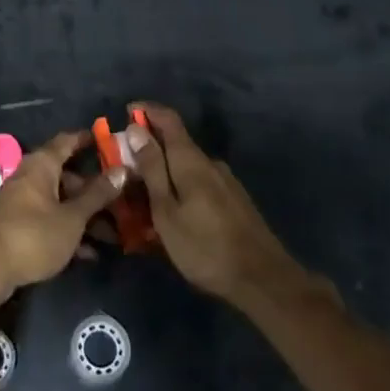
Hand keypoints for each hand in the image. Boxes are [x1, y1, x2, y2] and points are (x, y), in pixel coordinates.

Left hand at [0, 130, 126, 303]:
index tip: (108, 141)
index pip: (67, 141)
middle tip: (122, 203)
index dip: (87, 140)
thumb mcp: (72, 217)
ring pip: (60, 201)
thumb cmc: (32, 234)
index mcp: (41, 165)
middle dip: (94, 191)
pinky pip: (49, 221)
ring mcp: (21, 202)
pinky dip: (67, 231)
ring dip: (84, 216)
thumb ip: (97, 195)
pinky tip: (89, 254)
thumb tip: (122, 170)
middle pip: (66, 176)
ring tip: (113, 235)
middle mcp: (30, 177)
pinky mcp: (17, 226)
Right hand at [124, 103, 313, 307]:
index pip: (168, 119)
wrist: (262, 279)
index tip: (127, 112)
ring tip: (146, 193)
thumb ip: (152, 169)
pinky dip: (181, 185)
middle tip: (126, 164)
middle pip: (177, 142)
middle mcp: (210, 162)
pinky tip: (174, 209)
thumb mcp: (166, 210)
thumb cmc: (204, 246)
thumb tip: (136, 129)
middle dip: (150, 146)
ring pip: (188, 165)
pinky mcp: (234, 200)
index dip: (147, 110)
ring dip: (165, 169)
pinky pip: (200, 181)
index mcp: (191, 160)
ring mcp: (226, 181)